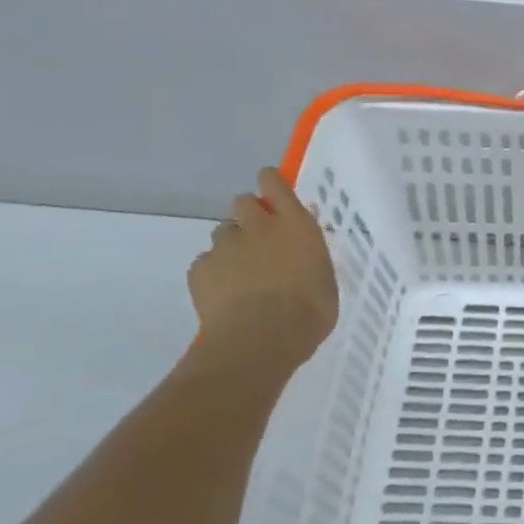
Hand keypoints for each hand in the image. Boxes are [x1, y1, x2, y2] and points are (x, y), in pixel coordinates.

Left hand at [189, 168, 338, 372]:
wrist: (260, 340)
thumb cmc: (308, 312)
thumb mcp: (324, 279)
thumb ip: (309, 259)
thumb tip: (302, 261)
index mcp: (295, 224)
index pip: (274, 182)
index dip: (270, 183)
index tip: (273, 191)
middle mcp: (258, 226)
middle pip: (242, 201)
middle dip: (248, 214)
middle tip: (259, 240)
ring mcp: (225, 247)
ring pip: (222, 232)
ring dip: (231, 245)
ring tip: (240, 273)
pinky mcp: (199, 270)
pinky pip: (204, 263)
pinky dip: (212, 274)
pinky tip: (223, 296)